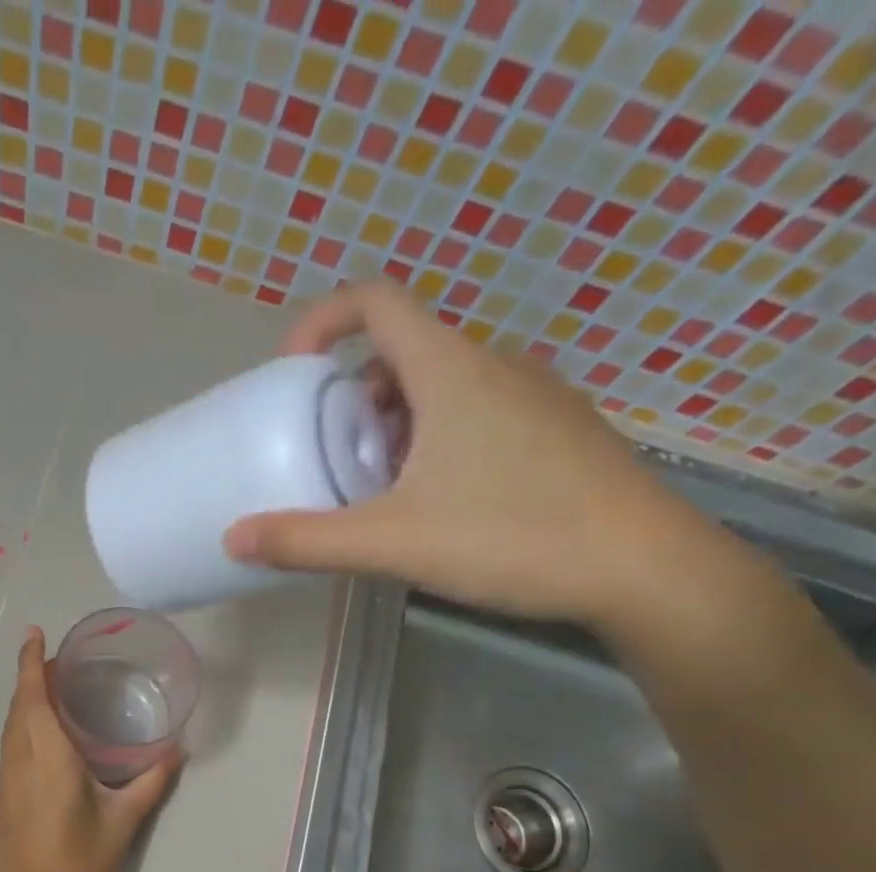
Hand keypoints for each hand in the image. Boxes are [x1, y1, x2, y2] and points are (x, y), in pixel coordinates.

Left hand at [0, 626, 178, 871]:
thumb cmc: (84, 864)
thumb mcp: (125, 821)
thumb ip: (152, 781)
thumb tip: (177, 750)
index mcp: (47, 758)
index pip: (32, 697)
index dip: (30, 662)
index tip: (35, 633)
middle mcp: (18, 762)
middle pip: (17, 708)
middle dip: (31, 678)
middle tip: (58, 663)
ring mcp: (4, 782)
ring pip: (9, 729)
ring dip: (24, 703)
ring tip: (52, 693)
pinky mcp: (0, 801)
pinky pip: (8, 749)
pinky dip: (21, 728)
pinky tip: (43, 738)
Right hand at [222, 281, 721, 630]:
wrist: (641, 567)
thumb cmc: (510, 537)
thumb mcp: (392, 542)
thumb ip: (307, 541)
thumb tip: (234, 540)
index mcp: (450, 370)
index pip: (375, 301)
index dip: (322, 321)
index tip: (291, 373)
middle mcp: (494, 366)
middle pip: (403, 351)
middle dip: (354, 396)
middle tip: (332, 457)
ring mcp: (533, 396)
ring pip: (442, 386)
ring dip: (395, 423)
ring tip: (379, 488)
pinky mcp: (556, 431)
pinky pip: (478, 413)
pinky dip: (438, 439)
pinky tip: (438, 502)